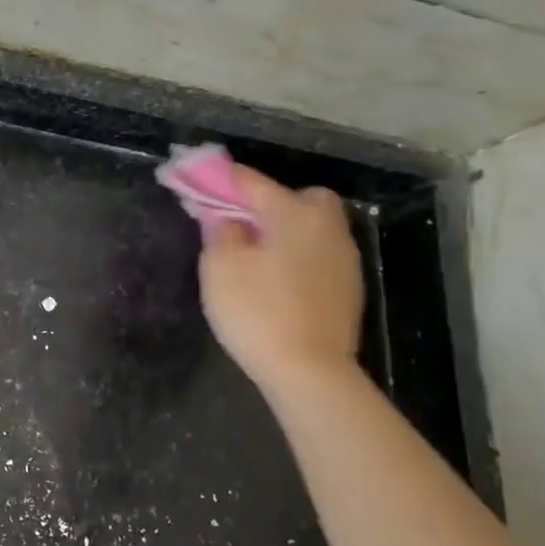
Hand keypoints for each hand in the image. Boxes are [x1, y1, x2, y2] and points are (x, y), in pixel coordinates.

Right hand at [198, 166, 363, 389]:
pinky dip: (297, 257)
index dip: (220, 178)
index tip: (195, 174)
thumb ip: (221, 231)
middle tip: (240, 225)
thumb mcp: (220, 267)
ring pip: (310, 227)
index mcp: (294, 213)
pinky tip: (278, 282)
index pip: (251, 182)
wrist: (310, 371)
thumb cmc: (258, 312)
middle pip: (297, 198)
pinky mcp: (348, 287)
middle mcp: (326, 226)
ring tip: (256, 257)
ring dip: (285, 232)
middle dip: (268, 203)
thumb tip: (229, 217)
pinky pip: (317, 255)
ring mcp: (344, 257)